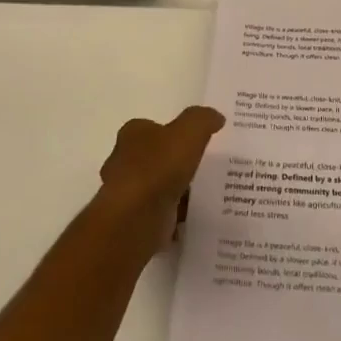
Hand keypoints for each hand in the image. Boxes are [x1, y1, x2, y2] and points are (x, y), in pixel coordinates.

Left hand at [97, 105, 225, 249]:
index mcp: (133, 136)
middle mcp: (124, 162)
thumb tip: (216, 117)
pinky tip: (195, 217)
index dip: (171, 131)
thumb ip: (202, 120)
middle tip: (204, 166)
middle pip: (153, 158)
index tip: (193, 140)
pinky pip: (161, 216)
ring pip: (157, 188)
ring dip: (175, 192)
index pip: (150, 128)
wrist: (134, 220)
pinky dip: (175, 217)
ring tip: (206, 194)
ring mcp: (128, 195)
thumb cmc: (158, 168)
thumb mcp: (188, 132)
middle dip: (173, 163)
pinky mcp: (135, 222)